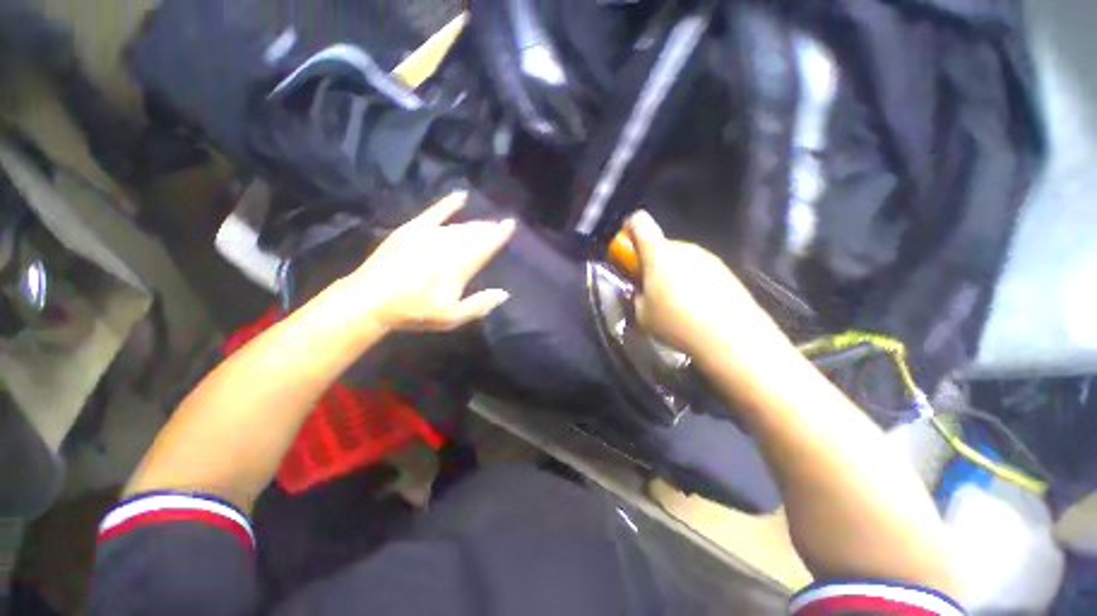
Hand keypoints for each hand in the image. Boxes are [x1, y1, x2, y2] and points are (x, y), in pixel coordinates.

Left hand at [346, 192, 515, 331]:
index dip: (499, 235)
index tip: (511, 223)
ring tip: (486, 223)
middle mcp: (447, 246)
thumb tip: (504, 293)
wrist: (370, 300)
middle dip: (488, 229)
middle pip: (474, 234)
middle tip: (498, 226)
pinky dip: (448, 204)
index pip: (485, 246)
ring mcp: (428, 235)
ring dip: (474, 224)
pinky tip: (460, 195)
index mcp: (458, 267)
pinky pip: (434, 212)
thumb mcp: (451, 317)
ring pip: (459, 226)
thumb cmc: (414, 311)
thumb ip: (479, 305)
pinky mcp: (411, 229)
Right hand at [626, 210, 779, 360]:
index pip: (639, 222)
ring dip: (672, 272)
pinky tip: (697, 306)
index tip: (626, 249)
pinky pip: (699, 269)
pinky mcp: (726, 270)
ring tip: (676, 302)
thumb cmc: (675, 321)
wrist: (730, 336)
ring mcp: (707, 257)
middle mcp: (683, 247)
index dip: (629, 229)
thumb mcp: (641, 314)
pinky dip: (692, 280)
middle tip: (650, 288)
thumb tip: (639, 292)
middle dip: (651, 261)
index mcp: (658, 252)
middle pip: (661, 244)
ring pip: (680, 258)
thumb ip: (635, 296)